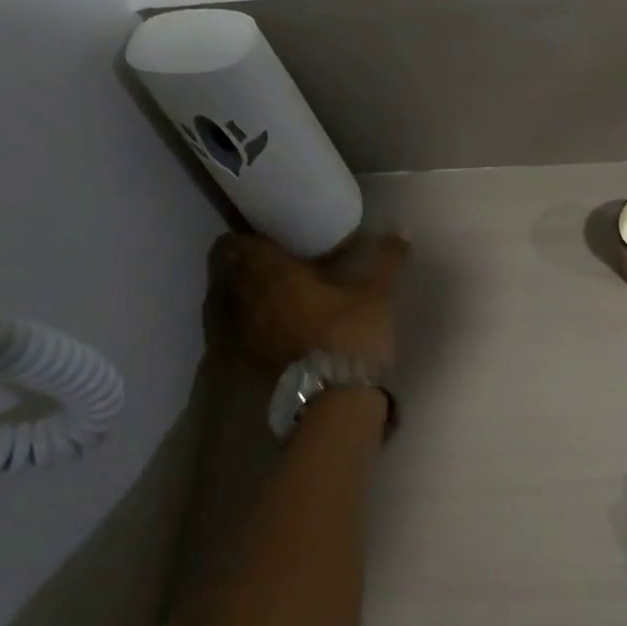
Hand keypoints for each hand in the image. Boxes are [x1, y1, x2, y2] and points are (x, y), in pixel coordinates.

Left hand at [204, 230, 409, 376]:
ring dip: (238, 289)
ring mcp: (239, 329)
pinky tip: (259, 321)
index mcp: (272, 270)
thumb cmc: (352, 332)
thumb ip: (386, 258)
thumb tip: (402, 230)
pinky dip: (238, 319)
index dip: (255, 237)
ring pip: (224, 298)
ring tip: (265, 290)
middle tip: (272, 261)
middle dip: (245, 261)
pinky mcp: (242, 356)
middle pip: (227, 268)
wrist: (336, 395)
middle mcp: (246, 295)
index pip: (242, 242)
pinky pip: (228, 328)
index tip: (274, 238)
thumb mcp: (376, 292)